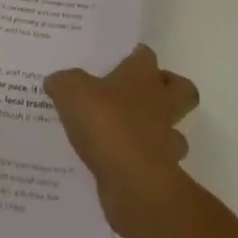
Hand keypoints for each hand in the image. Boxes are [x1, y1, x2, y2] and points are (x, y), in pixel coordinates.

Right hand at [45, 45, 199, 233]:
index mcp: (142, 76)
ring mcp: (166, 141)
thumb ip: (63, 82)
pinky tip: (118, 165)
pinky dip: (142, 163)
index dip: (136, 55)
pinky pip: (155, 163)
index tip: (122, 58)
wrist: (133, 183)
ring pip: (175, 130)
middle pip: (182, 89)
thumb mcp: (71, 92)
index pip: (146, 55)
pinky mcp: (162, 174)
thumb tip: (55, 81)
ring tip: (129, 134)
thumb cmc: (106, 124)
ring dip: (159, 131)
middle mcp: (161, 104)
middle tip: (141, 93)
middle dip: (168, 89)